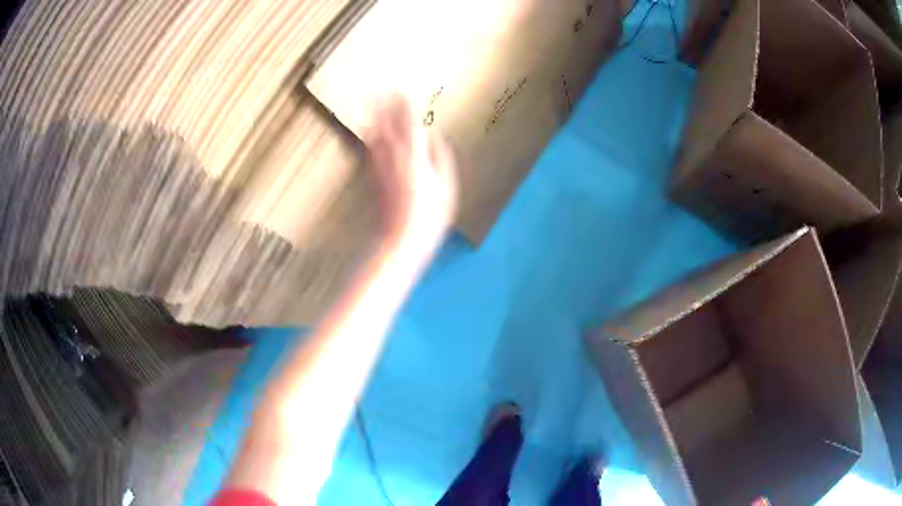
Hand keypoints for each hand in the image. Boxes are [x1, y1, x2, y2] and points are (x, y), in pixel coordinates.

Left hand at [364, 95, 457, 252]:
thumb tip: (432, 137)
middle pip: (388, 125)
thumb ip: (439, 157)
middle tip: (385, 90)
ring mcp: (380, 168)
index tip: (406, 91)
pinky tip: (367, 131)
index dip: (407, 106)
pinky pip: (370, 150)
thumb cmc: (429, 215)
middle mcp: (394, 158)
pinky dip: (369, 137)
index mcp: (414, 158)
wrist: (401, 238)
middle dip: (387, 106)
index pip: (410, 123)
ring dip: (375, 117)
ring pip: (375, 136)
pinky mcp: (373, 178)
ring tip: (373, 103)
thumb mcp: (445, 186)